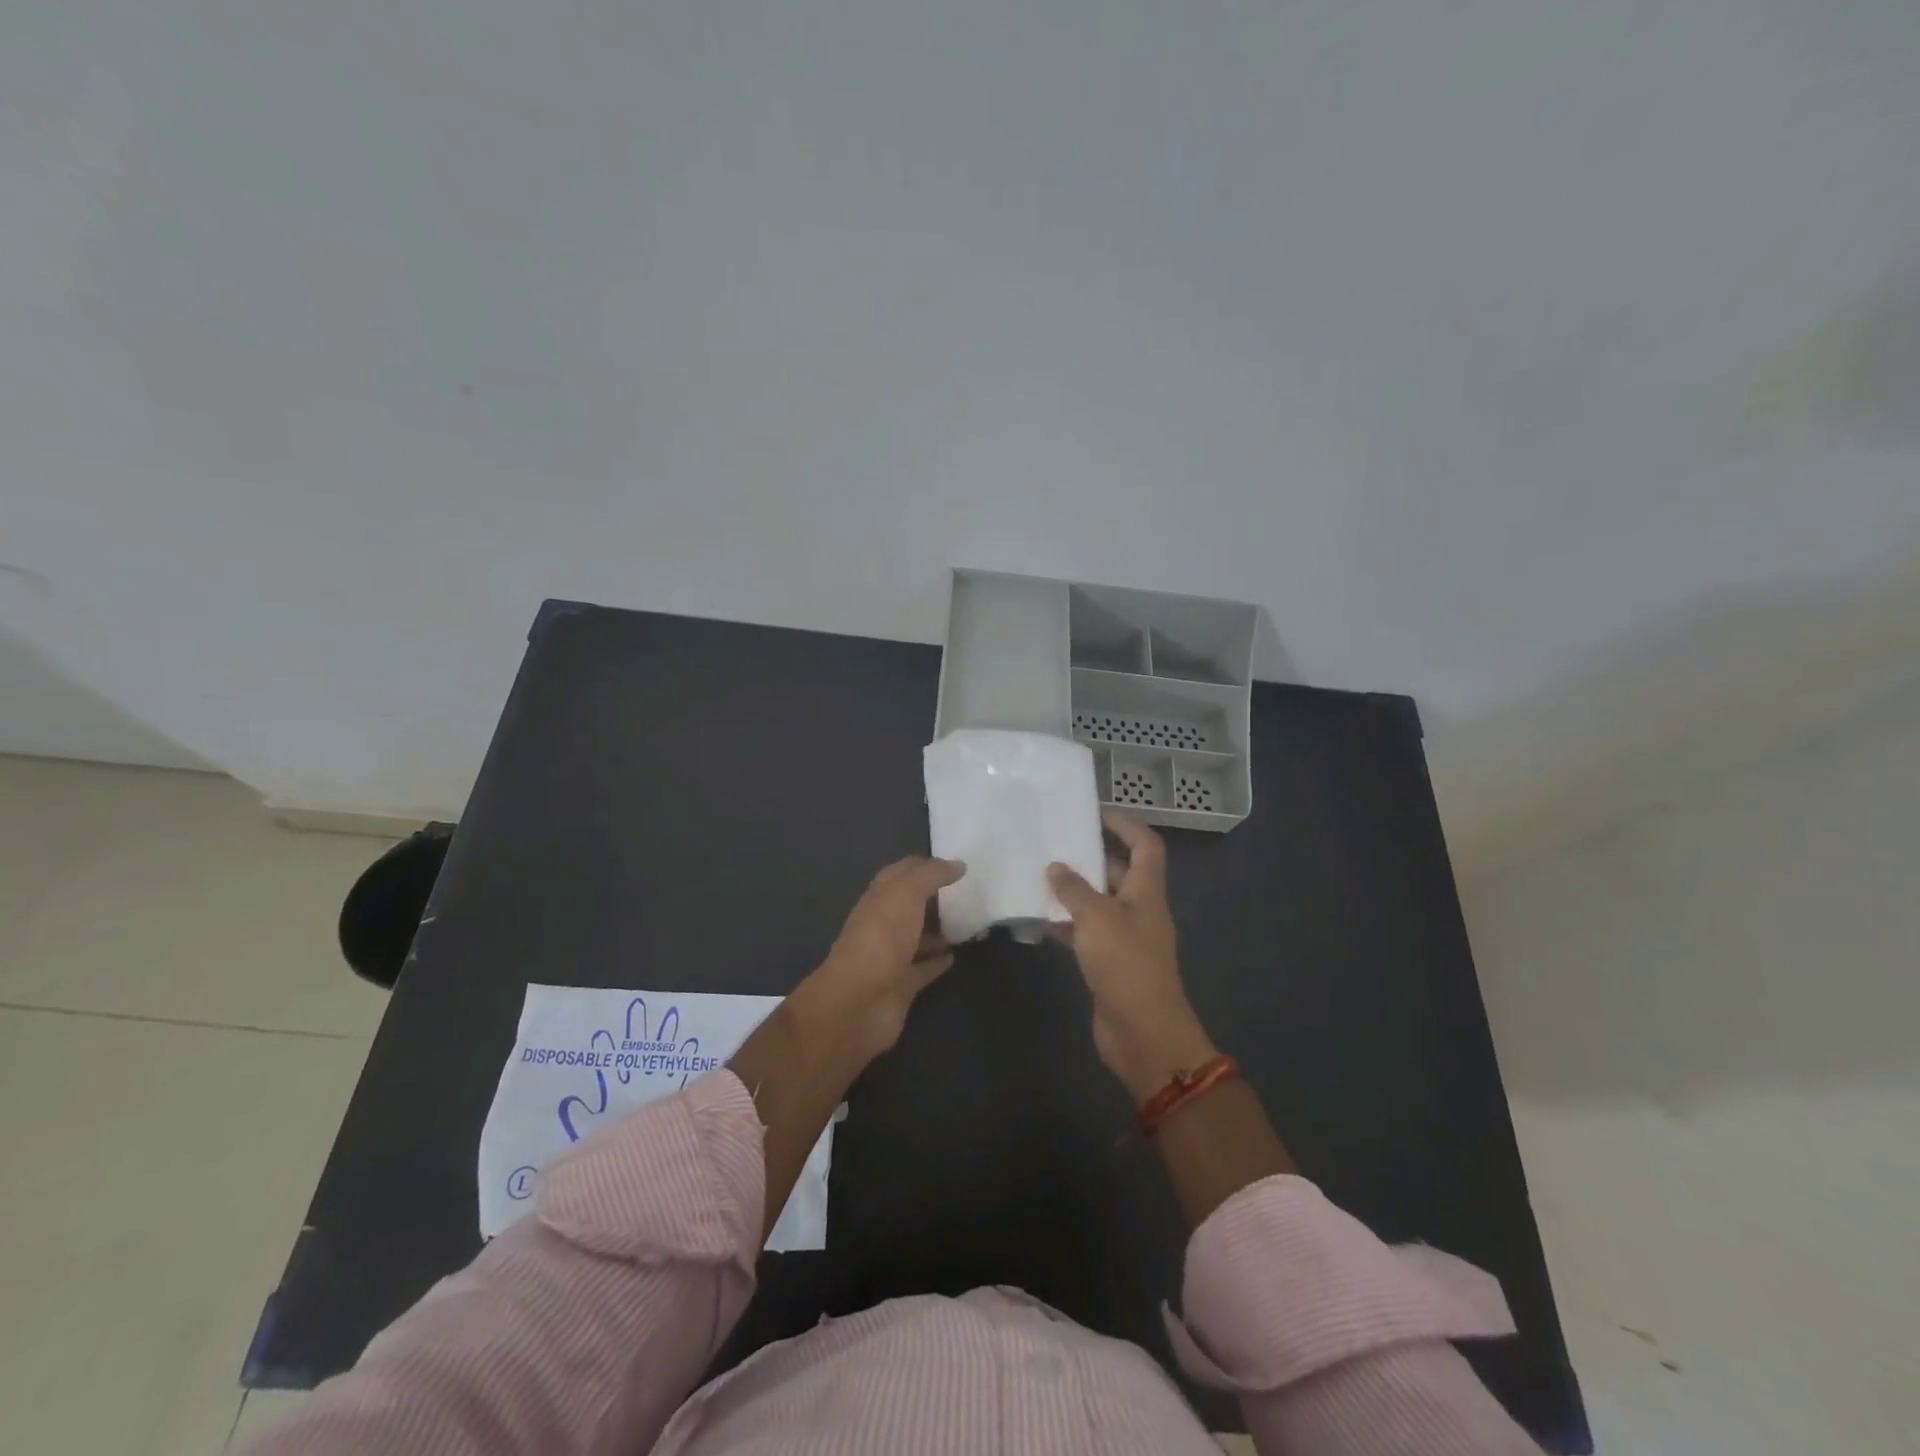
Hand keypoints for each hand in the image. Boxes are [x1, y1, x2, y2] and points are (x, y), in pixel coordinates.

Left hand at [809, 855, 964, 1060]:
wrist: (858, 1002)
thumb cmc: (881, 939)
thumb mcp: (906, 894)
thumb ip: (931, 875)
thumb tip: (958, 864)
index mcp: (879, 897)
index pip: (901, 873)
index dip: (926, 866)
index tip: (956, 866)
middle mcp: (883, 924)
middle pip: (910, 905)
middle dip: (934, 898)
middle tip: (968, 893)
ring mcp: (891, 956)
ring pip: (917, 937)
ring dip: (938, 930)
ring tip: (968, 924)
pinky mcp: (901, 986)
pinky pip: (923, 969)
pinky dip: (938, 961)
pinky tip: (956, 956)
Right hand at [1049, 814, 1217, 1101]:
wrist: (1142, 1033)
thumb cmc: (1125, 964)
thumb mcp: (1097, 918)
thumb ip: (1074, 890)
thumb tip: (1056, 867)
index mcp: (1146, 892)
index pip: (1145, 845)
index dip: (1125, 825)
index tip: (1094, 814)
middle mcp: (1139, 910)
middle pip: (1118, 873)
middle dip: (1090, 858)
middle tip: (1054, 845)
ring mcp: (1125, 938)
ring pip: (1099, 903)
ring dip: (1074, 892)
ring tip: (1039, 878)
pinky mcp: (1110, 963)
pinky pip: (1087, 932)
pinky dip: (1067, 924)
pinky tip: (1040, 921)